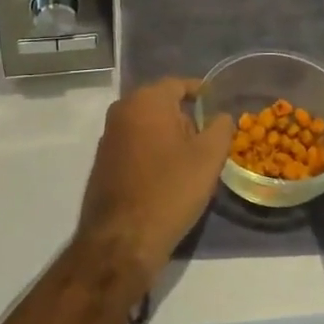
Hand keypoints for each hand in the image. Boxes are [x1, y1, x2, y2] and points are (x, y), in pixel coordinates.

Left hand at [77, 79, 233, 294]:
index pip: (178, 84)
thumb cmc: (170, 190)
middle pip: (161, 103)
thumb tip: (221, 115)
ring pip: (147, 124)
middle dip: (185, 117)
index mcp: (146, 100)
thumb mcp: (208, 158)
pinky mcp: (103, 160)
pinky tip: (166, 177)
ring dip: (168, 136)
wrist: (123, 239)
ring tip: (190, 162)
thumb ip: (221, 128)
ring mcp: (108, 136)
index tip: (217, 106)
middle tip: (207, 141)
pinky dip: (152, 151)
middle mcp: (122, 110)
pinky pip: (134, 144)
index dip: (201, 93)